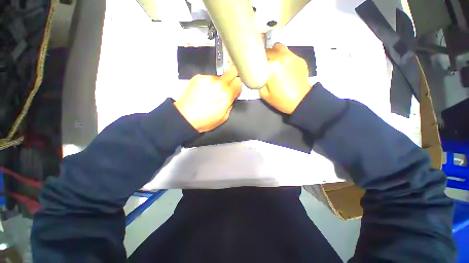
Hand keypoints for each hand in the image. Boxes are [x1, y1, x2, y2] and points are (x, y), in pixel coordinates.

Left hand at [174, 67, 241, 132]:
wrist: (185, 117)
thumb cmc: (204, 120)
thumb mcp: (224, 117)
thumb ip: (231, 104)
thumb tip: (232, 97)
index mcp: (226, 95)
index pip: (239, 82)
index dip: (238, 86)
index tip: (236, 89)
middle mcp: (218, 84)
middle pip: (232, 71)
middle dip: (233, 77)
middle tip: (229, 85)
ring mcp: (207, 79)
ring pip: (219, 76)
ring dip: (219, 83)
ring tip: (211, 94)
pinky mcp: (198, 78)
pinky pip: (208, 78)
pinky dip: (209, 83)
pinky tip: (204, 92)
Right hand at [260, 43, 310, 113]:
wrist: (301, 101)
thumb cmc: (281, 99)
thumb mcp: (264, 94)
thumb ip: (258, 81)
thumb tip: (256, 74)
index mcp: (272, 66)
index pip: (258, 57)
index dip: (255, 62)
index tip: (254, 67)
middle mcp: (281, 57)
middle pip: (267, 50)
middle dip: (263, 58)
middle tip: (263, 67)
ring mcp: (292, 56)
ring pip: (278, 47)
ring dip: (273, 53)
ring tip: (273, 63)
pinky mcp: (299, 59)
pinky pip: (288, 52)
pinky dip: (283, 57)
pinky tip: (284, 67)